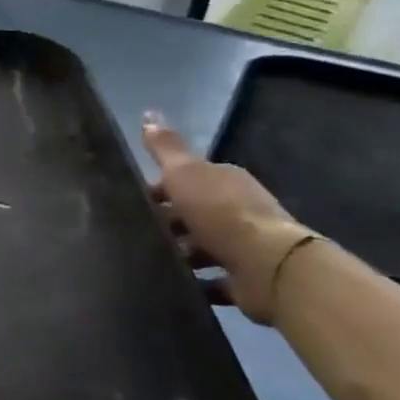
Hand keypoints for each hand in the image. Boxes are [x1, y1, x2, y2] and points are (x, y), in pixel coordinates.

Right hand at [142, 116, 313, 324]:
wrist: (267, 265)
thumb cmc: (220, 212)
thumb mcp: (185, 173)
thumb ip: (166, 148)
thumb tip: (149, 114)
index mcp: (224, 181)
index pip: (186, 179)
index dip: (159, 189)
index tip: (132, 202)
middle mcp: (236, 209)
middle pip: (193, 214)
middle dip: (166, 223)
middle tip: (135, 234)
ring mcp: (242, 246)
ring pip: (201, 247)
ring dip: (179, 254)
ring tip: (148, 262)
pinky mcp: (243, 279)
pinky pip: (211, 280)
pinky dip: (194, 283)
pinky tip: (171, 286)